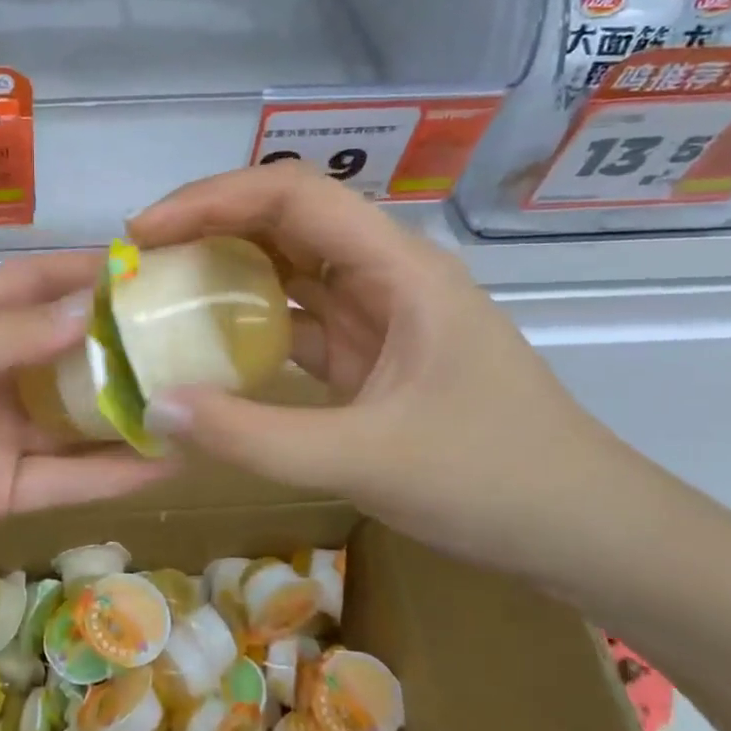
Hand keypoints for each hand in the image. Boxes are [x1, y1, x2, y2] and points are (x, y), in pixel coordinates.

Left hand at [0, 253, 170, 611]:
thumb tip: (89, 308)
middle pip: (61, 350)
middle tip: (192, 335)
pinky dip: (110, 472)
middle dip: (118, 342)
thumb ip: (1, 339)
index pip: (29, 285)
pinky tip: (164, 463)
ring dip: (123, 409)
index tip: (148, 265)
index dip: (83, 272)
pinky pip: (64, 478)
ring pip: (72, 416)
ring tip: (194, 399)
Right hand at [127, 163, 642, 585]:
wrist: (590, 534)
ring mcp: (380, 316)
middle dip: (208, 228)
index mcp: (399, 269)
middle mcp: (387, 276)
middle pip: (286, 220)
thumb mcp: (365, 460)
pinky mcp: (371, 356)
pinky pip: (297, 321)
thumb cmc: (495, 482)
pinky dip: (248, 325)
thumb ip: (254, 437)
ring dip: (225, 273)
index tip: (146, 232)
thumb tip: (154, 405)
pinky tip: (206, 347)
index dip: (211, 200)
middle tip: (140, 262)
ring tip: (158, 293)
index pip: (293, 196)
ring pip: (289, 269)